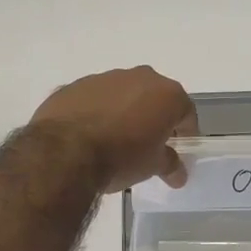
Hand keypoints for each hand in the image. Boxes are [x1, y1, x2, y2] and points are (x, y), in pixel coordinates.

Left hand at [30, 66, 197, 191]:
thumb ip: (170, 164)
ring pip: (123, 94)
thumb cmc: (121, 156)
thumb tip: (178, 173)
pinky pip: (94, 99)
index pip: (186, 113)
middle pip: (155, 97)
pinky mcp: (76, 85)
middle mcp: (139, 77)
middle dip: (154, 118)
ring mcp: (105, 78)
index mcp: (166, 93)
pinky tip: (88, 135)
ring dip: (124, 112)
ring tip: (114, 140)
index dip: (185, 133)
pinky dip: (97, 112)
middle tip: (148, 144)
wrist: (64, 152)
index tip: (178, 150)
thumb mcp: (152, 166)